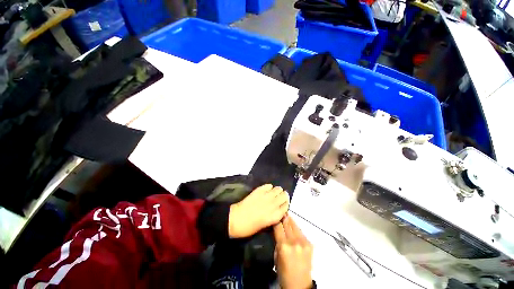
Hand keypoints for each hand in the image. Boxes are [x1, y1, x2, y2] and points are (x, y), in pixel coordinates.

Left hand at [228, 184, 288, 238]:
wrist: (236, 219)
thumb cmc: (250, 227)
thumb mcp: (265, 226)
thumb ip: (273, 216)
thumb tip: (277, 209)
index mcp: (276, 215)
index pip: (286, 205)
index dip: (285, 204)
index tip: (283, 204)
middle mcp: (273, 204)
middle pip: (284, 195)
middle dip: (283, 196)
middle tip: (279, 197)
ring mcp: (266, 196)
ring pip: (278, 189)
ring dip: (277, 190)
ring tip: (273, 193)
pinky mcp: (259, 190)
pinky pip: (268, 185)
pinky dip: (269, 187)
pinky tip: (267, 190)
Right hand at [274, 215, 312, 288]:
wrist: (300, 284)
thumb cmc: (284, 273)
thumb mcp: (276, 257)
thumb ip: (277, 241)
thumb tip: (276, 229)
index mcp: (284, 246)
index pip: (278, 226)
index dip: (276, 219)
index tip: (274, 214)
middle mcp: (294, 241)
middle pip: (287, 223)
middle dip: (283, 217)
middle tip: (280, 211)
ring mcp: (303, 242)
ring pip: (295, 225)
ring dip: (290, 220)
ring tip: (286, 215)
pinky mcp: (309, 243)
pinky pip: (300, 231)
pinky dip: (296, 228)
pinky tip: (293, 227)